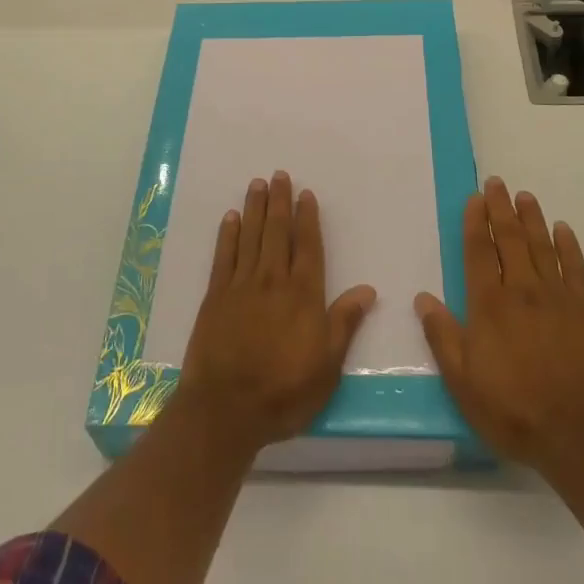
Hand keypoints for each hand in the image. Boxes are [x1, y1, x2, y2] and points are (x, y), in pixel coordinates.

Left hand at [177, 171, 376, 456]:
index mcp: (303, 294)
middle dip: (280, 202)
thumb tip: (368, 289)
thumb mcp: (327, 366)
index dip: (308, 218)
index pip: (308, 246)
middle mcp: (273, 280)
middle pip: (278, 232)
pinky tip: (231, 218)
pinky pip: (224, 256)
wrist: (226, 409)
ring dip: (255, 208)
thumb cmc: (284, 392)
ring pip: (251, 236)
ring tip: (258, 184)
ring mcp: (241, 285)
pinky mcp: (215, 296)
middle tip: (279, 175)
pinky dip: (228, 235)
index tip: (306, 194)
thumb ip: (345, 323)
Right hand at [415, 177, 583, 482]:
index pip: (480, 251)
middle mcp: (522, 291)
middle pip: (510, 239)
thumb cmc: (514, 411)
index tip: (475, 198)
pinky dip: (569, 246)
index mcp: (489, 305)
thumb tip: (422, 297)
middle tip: (497, 183)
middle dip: (502, 209)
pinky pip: (576, 269)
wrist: (581, 437)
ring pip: (542, 247)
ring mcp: (558, 298)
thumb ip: (442, 337)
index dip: (476, 222)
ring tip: (525, 196)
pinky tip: (563, 230)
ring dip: (532, 219)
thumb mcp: (463, 383)